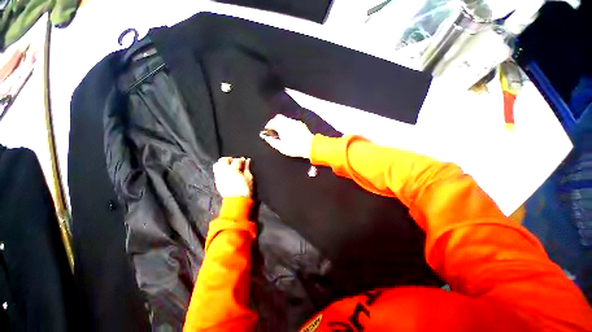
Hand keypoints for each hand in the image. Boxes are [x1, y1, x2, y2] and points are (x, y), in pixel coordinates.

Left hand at [213, 157, 253, 197]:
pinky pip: (217, 173)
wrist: (237, 202)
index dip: (241, 160)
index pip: (236, 160)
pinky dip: (221, 171)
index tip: (245, 161)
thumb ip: (247, 168)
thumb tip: (248, 160)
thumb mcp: (249, 178)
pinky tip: (227, 174)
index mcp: (233, 169)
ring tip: (230, 168)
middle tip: (236, 163)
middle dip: (230, 160)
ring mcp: (219, 177)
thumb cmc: (246, 190)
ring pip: (217, 165)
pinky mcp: (217, 183)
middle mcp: (223, 171)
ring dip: (224, 164)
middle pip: (223, 160)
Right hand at [261, 114, 313, 158]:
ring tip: (282, 132)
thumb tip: (266, 138)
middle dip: (274, 122)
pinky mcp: (301, 124)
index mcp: (282, 125)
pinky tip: (290, 132)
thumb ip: (272, 141)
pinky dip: (289, 125)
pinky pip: (292, 122)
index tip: (267, 131)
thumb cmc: (294, 147)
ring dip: (282, 124)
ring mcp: (296, 122)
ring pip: (286, 119)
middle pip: (278, 117)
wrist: (310, 147)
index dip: (268, 126)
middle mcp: (288, 121)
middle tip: (273, 130)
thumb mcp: (281, 147)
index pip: (271, 122)